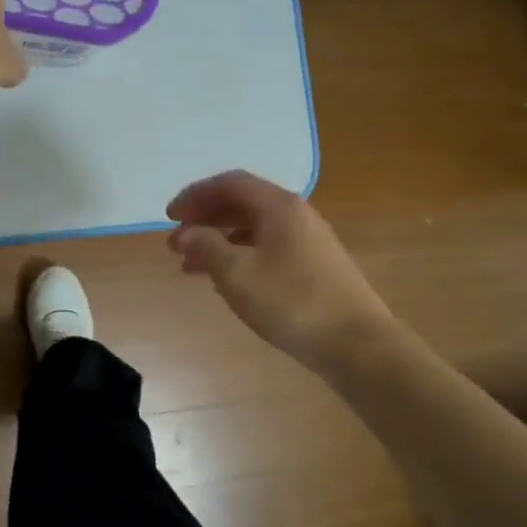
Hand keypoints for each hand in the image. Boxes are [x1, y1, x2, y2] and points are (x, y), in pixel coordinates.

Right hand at [166, 171, 390, 369]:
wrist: (356, 342)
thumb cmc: (291, 302)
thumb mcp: (238, 274)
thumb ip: (206, 248)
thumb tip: (185, 234)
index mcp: (278, 206)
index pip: (230, 183)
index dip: (195, 195)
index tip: (170, 216)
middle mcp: (295, 215)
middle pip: (242, 203)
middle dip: (205, 219)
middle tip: (176, 242)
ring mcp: (308, 240)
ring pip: (253, 229)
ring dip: (219, 241)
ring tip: (191, 266)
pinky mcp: (313, 265)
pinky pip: (267, 248)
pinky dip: (239, 256)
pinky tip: (225, 280)